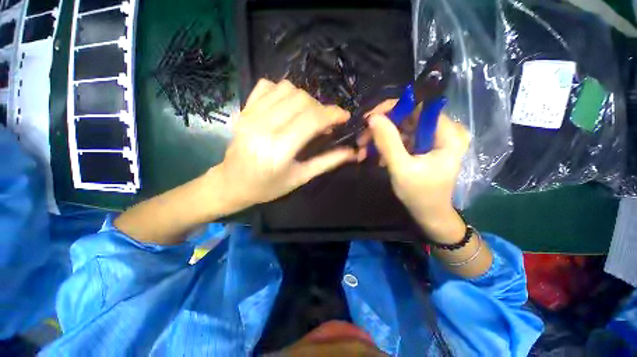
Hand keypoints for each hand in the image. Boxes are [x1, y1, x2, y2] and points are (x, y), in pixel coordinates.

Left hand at [213, 79, 357, 209]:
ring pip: (286, 89)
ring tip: (307, 115)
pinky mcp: (244, 110)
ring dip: (304, 99)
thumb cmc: (268, 186)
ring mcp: (251, 115)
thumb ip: (327, 162)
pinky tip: (287, 107)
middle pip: (301, 100)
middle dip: (321, 108)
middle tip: (325, 122)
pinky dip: (283, 92)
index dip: (333, 114)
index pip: (312, 120)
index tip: (344, 116)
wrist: (232, 183)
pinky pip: (267, 86)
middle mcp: (263, 128)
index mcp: (279, 150)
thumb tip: (351, 152)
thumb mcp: (300, 178)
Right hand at [367, 104, 469, 242]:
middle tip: (361, 140)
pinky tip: (374, 156)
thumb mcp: (401, 168)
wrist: (428, 213)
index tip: (368, 120)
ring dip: (380, 138)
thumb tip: (372, 118)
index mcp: (449, 134)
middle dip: (381, 128)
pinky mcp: (423, 146)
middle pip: (408, 117)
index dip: (391, 109)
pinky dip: (386, 146)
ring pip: (401, 128)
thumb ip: (388, 142)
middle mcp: (444, 131)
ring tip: (363, 151)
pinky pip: (402, 138)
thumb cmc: (419, 194)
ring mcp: (433, 138)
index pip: (419, 107)